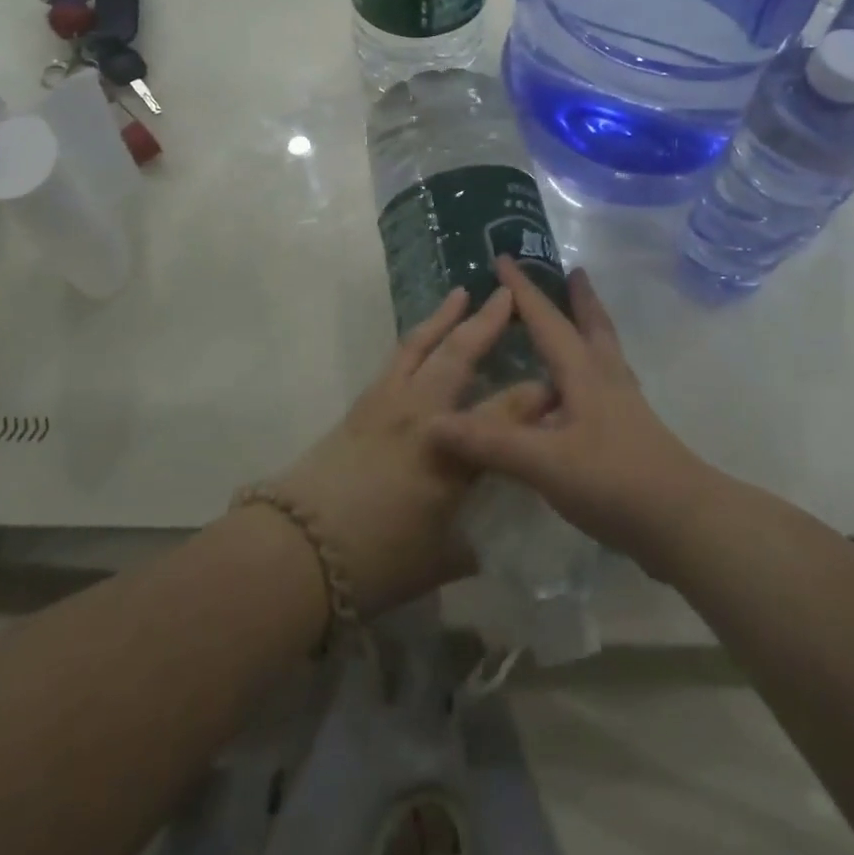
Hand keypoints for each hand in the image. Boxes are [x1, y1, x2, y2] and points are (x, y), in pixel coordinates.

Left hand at [272, 285, 545, 615]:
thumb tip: (481, 542)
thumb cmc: (375, 561)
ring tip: (460, 293)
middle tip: (506, 295)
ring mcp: (386, 403)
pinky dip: (415, 340)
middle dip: (487, 323)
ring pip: (420, 345)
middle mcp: (421, 414)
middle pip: (459, 355)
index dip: (535, 397)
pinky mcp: (361, 405)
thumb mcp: (437, 561)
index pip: (505, 413)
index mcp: (450, 451)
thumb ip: (467, 544)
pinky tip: (421, 338)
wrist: (297, 550)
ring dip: (443, 317)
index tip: (557, 384)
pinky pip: (396, 359)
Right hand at [428, 258, 715, 573]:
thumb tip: (434, 423)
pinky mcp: (632, 432)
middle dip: (579, 298)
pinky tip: (584, 392)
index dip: (523, 290)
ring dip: (591, 327)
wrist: (683, 523)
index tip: (504, 258)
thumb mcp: (544, 462)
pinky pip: (608, 384)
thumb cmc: (613, 481)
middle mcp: (606, 379)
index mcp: (583, 373)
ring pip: (605, 353)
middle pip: (593, 325)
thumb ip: (491, 442)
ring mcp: (624, 406)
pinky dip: (594, 369)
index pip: (546, 320)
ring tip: (581, 318)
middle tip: (574, 271)